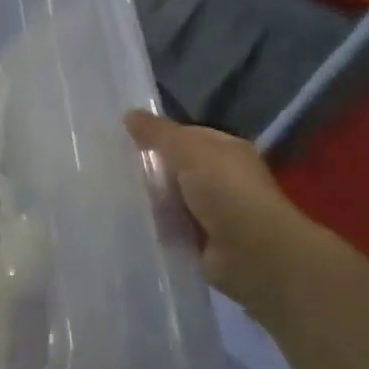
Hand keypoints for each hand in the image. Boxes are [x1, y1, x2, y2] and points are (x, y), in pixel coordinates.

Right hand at [126, 111, 311, 314]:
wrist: (253, 254)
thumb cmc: (226, 190)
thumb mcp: (188, 149)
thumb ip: (158, 133)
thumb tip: (129, 114)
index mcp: (227, 151)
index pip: (188, 136)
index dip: (160, 136)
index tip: (126, 139)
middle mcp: (224, 179)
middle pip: (178, 169)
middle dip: (152, 170)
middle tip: (115, 168)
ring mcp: (215, 213)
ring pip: (173, 199)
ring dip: (153, 201)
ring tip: (116, 196)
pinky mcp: (204, 244)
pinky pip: (173, 229)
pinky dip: (158, 228)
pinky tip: (134, 223)